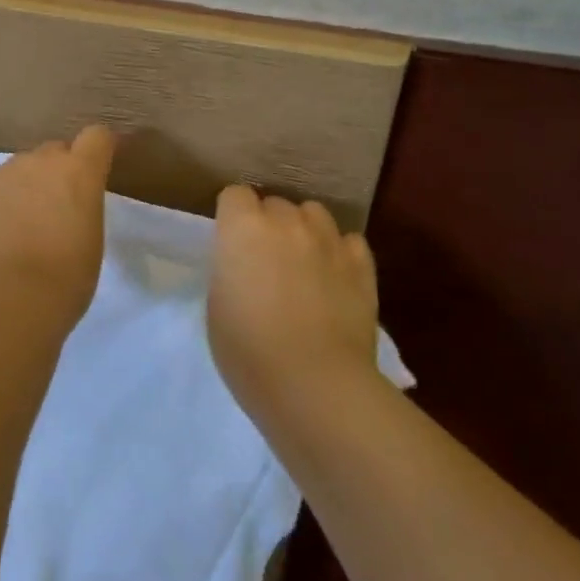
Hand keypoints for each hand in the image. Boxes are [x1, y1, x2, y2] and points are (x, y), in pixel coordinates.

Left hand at [0, 125, 116, 326]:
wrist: (5, 297)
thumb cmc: (64, 277)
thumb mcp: (90, 241)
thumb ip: (80, 209)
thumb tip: (65, 210)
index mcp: (78, 172)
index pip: (97, 137)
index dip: (99, 149)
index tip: (100, 167)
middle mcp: (39, 162)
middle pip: (54, 151)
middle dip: (59, 171)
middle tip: (59, 208)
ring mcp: (3, 174)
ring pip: (21, 170)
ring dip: (27, 188)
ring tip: (25, 228)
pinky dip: (1, 205)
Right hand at [207, 184, 379, 419]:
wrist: (314, 385)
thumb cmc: (248, 349)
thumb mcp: (217, 302)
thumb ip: (231, 268)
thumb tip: (244, 264)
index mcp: (242, 227)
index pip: (235, 195)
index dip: (233, 217)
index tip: (232, 244)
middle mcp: (286, 222)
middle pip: (275, 204)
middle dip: (269, 224)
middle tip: (266, 260)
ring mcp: (328, 241)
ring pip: (314, 213)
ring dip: (305, 230)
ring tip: (303, 262)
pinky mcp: (362, 267)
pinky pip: (349, 241)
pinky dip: (340, 252)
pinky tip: (335, 276)